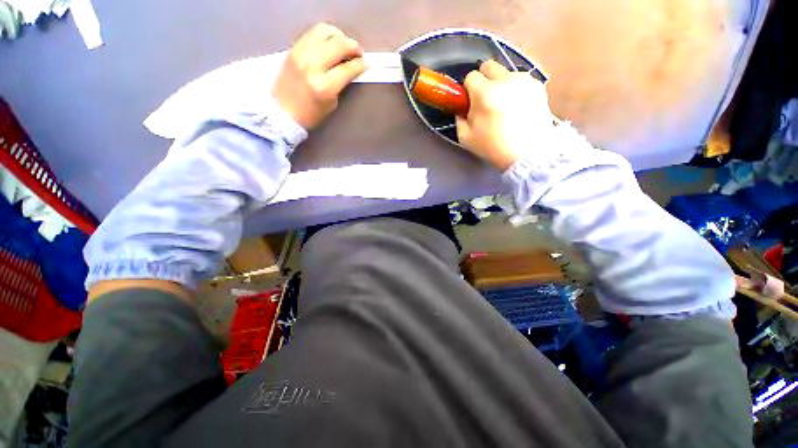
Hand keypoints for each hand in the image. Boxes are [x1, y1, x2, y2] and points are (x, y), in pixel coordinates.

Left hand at [272, 23, 366, 128]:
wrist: (282, 111)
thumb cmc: (310, 114)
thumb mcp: (331, 104)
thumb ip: (341, 84)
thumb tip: (350, 68)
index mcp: (324, 87)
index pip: (347, 68)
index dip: (359, 64)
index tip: (364, 63)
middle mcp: (312, 66)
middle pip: (338, 45)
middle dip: (353, 46)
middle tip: (358, 51)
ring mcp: (301, 54)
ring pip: (325, 31)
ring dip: (339, 36)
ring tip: (343, 44)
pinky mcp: (293, 48)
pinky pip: (312, 33)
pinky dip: (325, 35)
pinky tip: (329, 43)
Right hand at [456, 60, 553, 170]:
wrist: (528, 154)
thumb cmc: (493, 148)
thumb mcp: (466, 138)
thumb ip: (459, 118)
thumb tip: (462, 108)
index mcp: (485, 93)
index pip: (471, 76)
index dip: (468, 89)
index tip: (470, 102)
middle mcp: (505, 80)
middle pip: (488, 65)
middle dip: (483, 79)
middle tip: (485, 98)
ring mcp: (524, 80)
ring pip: (505, 72)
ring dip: (500, 83)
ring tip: (504, 104)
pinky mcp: (537, 85)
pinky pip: (520, 80)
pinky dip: (515, 88)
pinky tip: (517, 106)